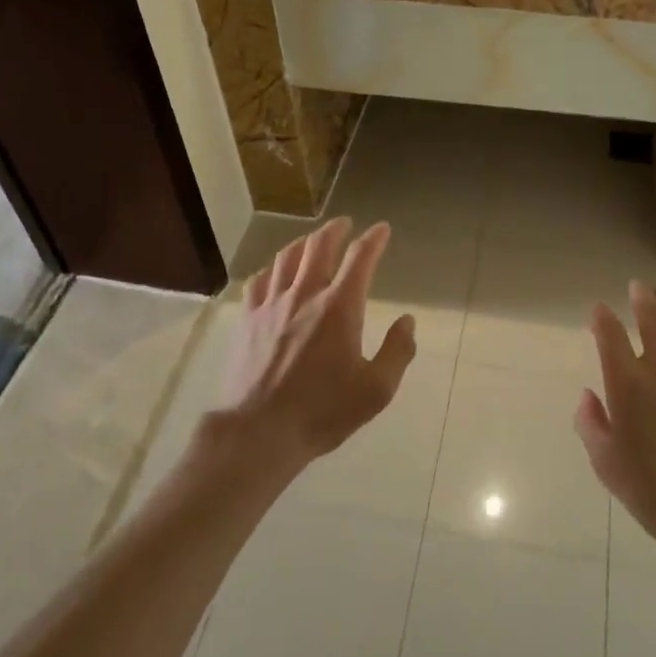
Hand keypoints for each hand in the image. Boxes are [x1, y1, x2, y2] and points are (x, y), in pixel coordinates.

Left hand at [219, 218, 414, 466]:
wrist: (258, 433)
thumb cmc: (322, 412)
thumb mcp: (376, 391)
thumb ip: (398, 351)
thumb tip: (408, 321)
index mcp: (340, 307)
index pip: (360, 258)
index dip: (373, 239)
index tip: (382, 229)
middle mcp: (305, 294)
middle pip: (319, 246)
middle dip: (335, 229)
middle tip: (344, 223)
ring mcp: (272, 304)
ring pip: (287, 257)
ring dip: (304, 242)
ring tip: (312, 239)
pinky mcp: (247, 319)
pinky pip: (259, 280)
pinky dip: (272, 268)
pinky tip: (274, 271)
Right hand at [575, 282, 655, 563]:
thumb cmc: (655, 493)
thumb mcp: (607, 465)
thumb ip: (591, 424)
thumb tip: (587, 395)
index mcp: (629, 386)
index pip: (611, 335)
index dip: (602, 318)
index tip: (598, 310)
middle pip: (653, 317)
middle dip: (642, 297)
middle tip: (637, 286)